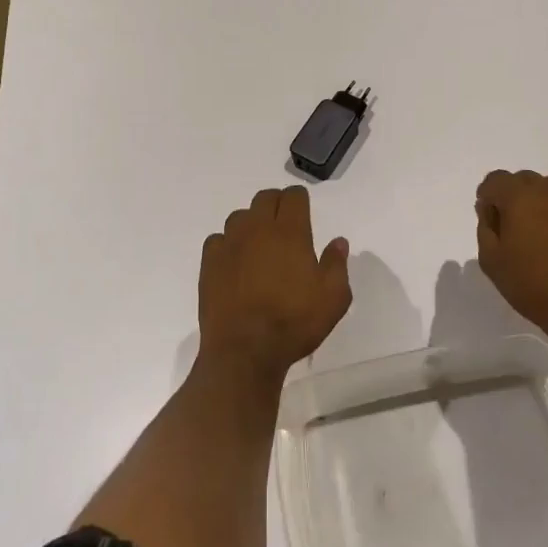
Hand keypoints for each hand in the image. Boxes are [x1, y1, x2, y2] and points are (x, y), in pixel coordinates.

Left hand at [198, 187, 352, 385]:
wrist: (244, 350)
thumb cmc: (294, 322)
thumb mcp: (333, 298)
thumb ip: (337, 265)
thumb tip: (338, 242)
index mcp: (289, 232)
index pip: (293, 197)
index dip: (299, 199)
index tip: (304, 210)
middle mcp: (257, 229)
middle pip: (264, 198)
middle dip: (276, 203)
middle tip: (284, 223)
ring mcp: (229, 244)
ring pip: (239, 216)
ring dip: (251, 222)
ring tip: (259, 243)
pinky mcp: (209, 263)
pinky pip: (218, 239)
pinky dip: (228, 244)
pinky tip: (235, 261)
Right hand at [476, 170, 547, 356]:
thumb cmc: (536, 288)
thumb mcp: (492, 262)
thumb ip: (486, 228)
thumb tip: (491, 209)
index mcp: (521, 197)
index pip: (496, 180)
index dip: (489, 196)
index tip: (492, 217)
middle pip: (527, 182)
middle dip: (519, 200)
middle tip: (521, 232)